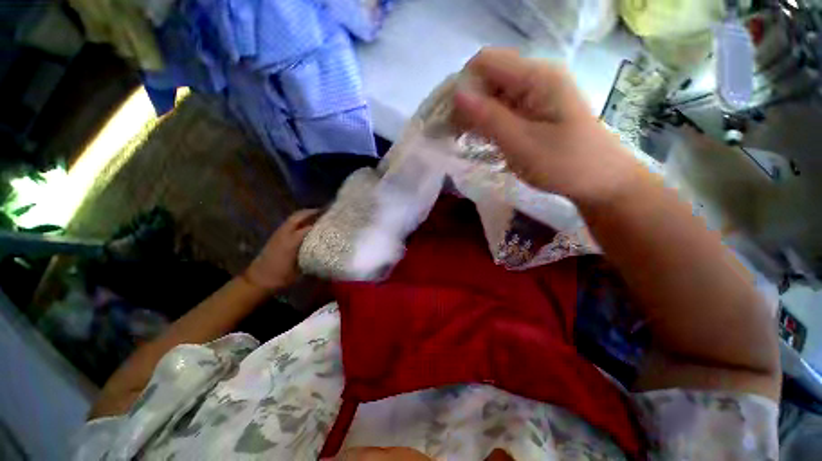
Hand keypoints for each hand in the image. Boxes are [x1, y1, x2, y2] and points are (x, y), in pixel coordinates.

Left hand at [244, 209, 318, 289]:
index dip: (320, 224)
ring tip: (317, 215)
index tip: (332, 222)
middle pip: (298, 217)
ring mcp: (278, 234)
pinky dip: (298, 220)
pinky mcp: (275, 236)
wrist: (257, 279)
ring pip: (292, 218)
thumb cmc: (280, 277)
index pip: (308, 228)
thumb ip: (312, 260)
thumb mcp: (300, 271)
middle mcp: (284, 234)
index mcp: (291, 242)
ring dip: (304, 214)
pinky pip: (289, 223)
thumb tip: (326, 254)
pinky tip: (305, 224)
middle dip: (310, 212)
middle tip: (324, 211)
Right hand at [452, 48, 640, 204]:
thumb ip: (488, 117)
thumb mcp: (521, 143)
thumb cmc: (564, 164)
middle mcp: (537, 76)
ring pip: (495, 92)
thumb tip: (457, 94)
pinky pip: (505, 106)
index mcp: (536, 77)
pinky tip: (483, 137)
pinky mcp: (537, 108)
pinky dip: (489, 120)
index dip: (463, 85)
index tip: (452, 118)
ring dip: (476, 112)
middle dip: (467, 101)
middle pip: (488, 76)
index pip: (485, 62)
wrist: (601, 180)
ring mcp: (538, 92)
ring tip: (466, 138)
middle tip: (455, 133)